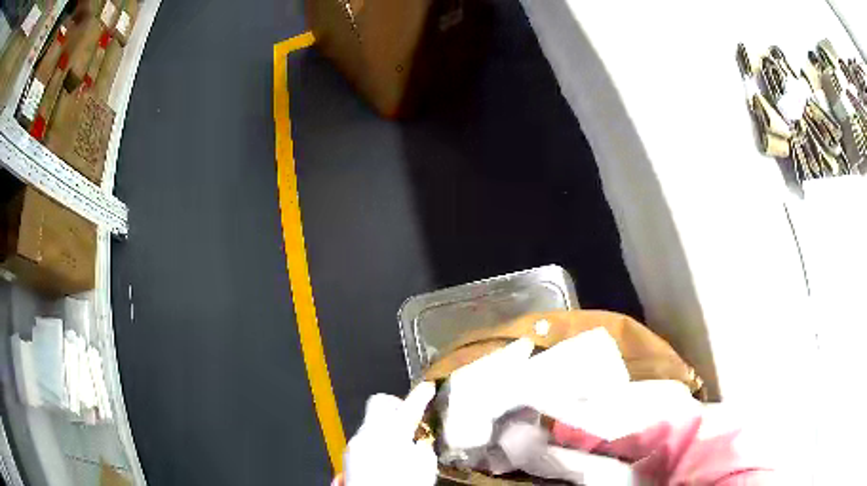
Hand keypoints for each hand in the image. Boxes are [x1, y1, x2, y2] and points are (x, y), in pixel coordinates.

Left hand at [341, 382, 437, 485]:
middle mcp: (369, 432)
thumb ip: (422, 448)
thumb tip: (418, 442)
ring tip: (399, 446)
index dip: (421, 395)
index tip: (428, 386)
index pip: (410, 406)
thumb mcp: (424, 469)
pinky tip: (384, 458)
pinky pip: (364, 439)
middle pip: (380, 403)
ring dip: (386, 428)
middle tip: (410, 419)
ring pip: (371, 423)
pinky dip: (376, 442)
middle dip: (395, 406)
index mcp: (392, 433)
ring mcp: (354, 443)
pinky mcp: (348, 455)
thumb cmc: (402, 485)